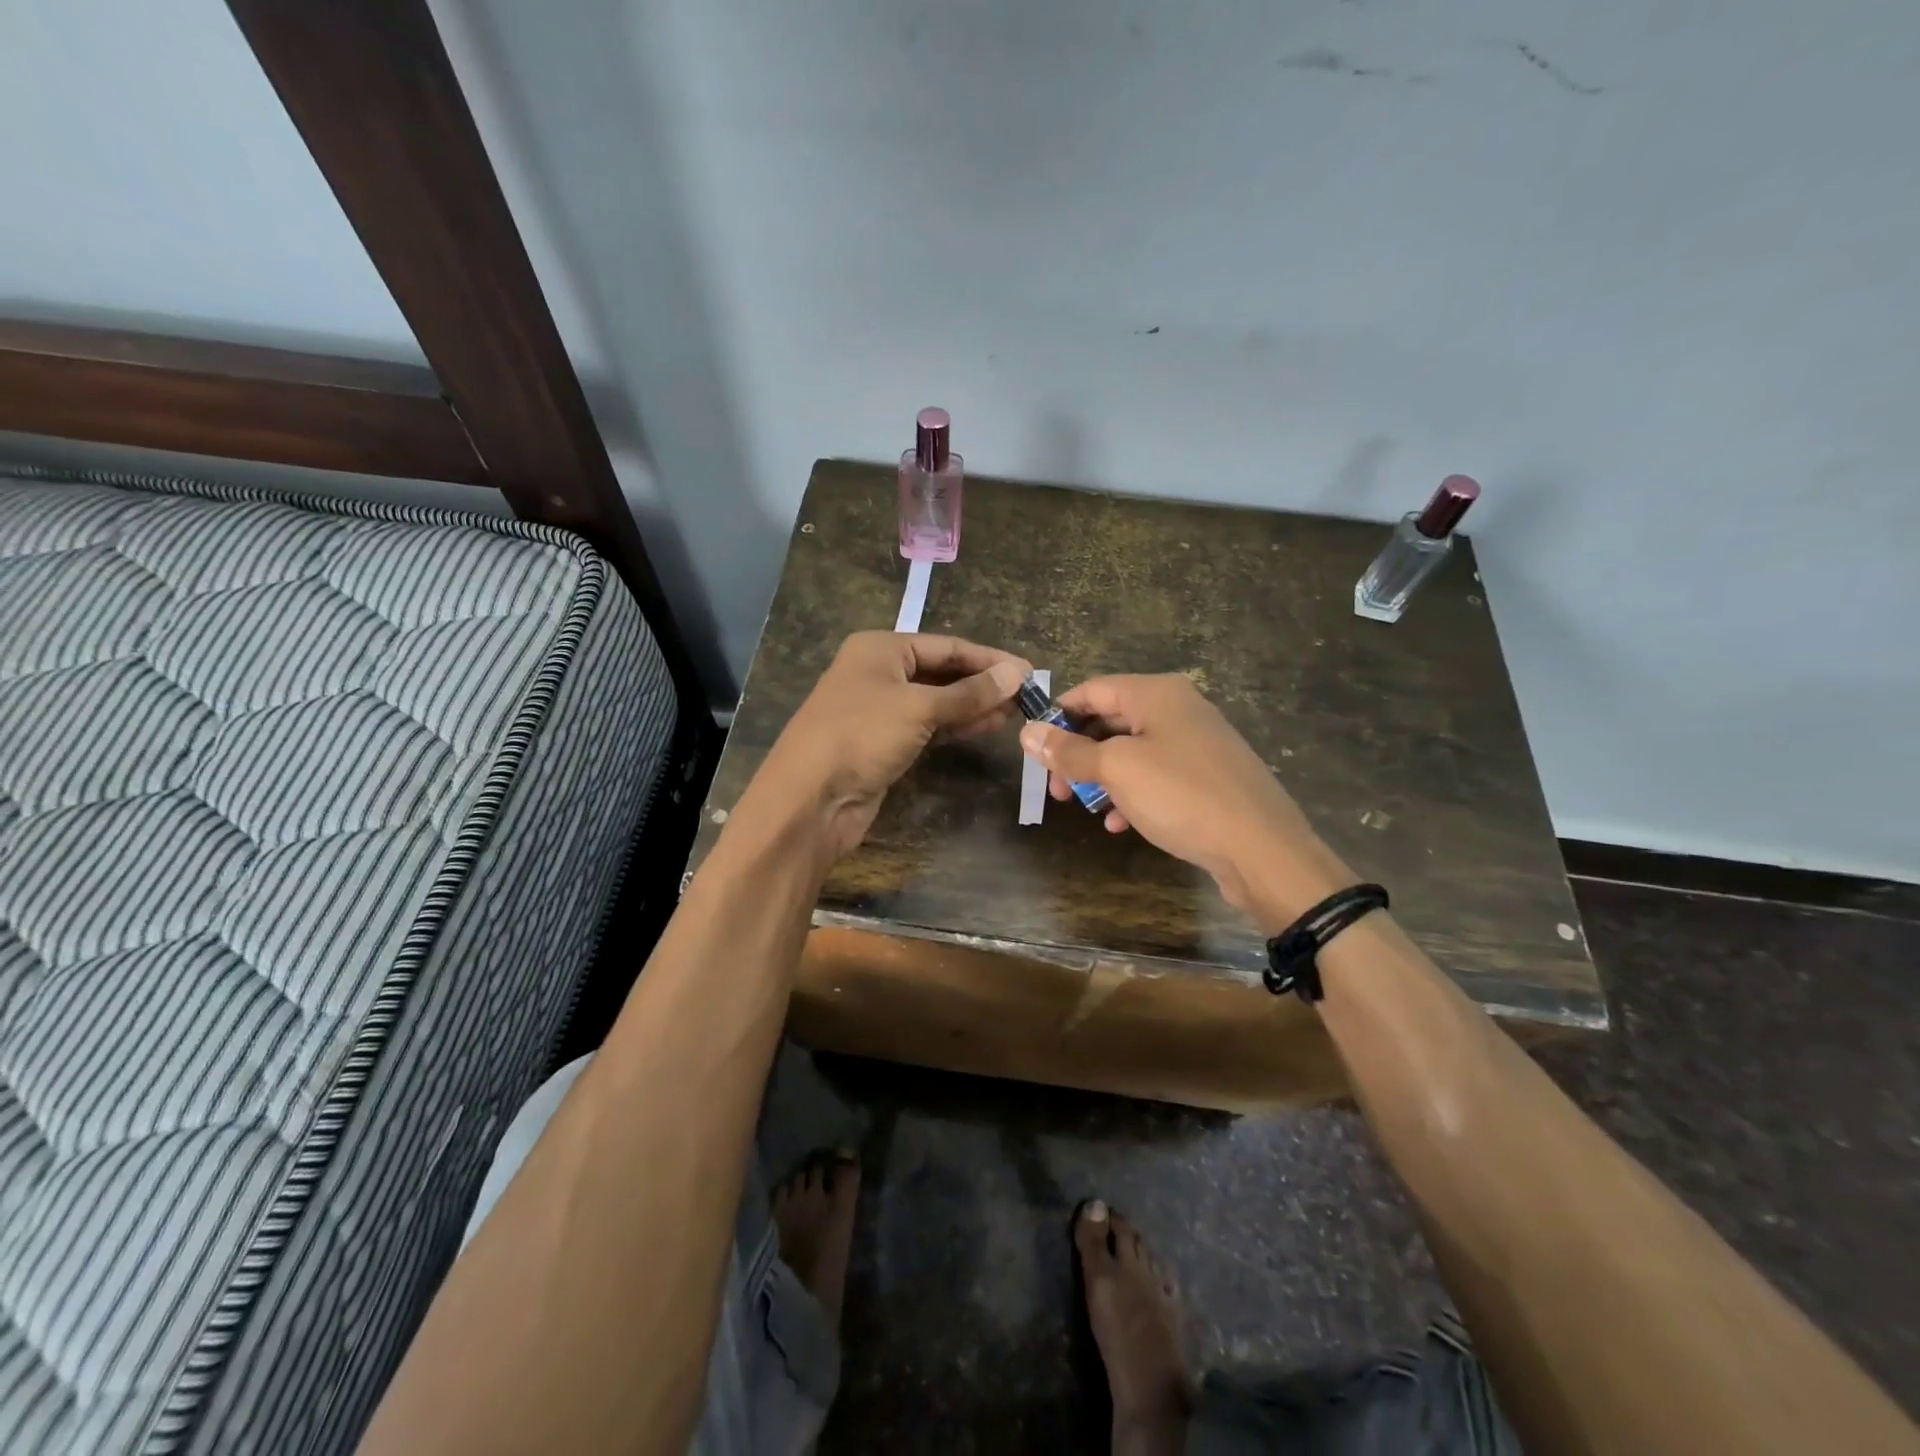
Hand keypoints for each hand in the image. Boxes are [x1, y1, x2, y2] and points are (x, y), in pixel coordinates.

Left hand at [740, 631, 1029, 862]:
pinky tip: (987, 727)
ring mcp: (881, 709)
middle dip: (983, 683)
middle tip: (1027, 696)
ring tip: (1016, 712)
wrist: (811, 799)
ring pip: (937, 701)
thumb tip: (1017, 673)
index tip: (1029, 672)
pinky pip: (928, 726)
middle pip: (942, 672)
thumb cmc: (861, 735)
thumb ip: (969, 693)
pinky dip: (956, 726)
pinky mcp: (884, 743)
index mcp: (881, 648)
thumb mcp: (919, 707)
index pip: (947, 645)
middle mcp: (879, 672)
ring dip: (974, 706)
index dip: (989, 658)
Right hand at [1019, 674, 1349, 927]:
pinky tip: (1120, 824)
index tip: (1034, 750)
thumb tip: (1027, 732)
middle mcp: (1179, 709)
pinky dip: (1132, 793)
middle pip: (1111, 720)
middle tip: (1056, 787)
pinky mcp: (1208, 778)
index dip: (1058, 716)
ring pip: (1132, 752)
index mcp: (1157, 693)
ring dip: (1101, 777)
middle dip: (1077, 752)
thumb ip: (1070, 750)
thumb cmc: (1183, 796)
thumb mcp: (1117, 769)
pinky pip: (1157, 776)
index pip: (1092, 690)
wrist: (1262, 850)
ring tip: (1082, 807)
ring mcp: (1197, 744)